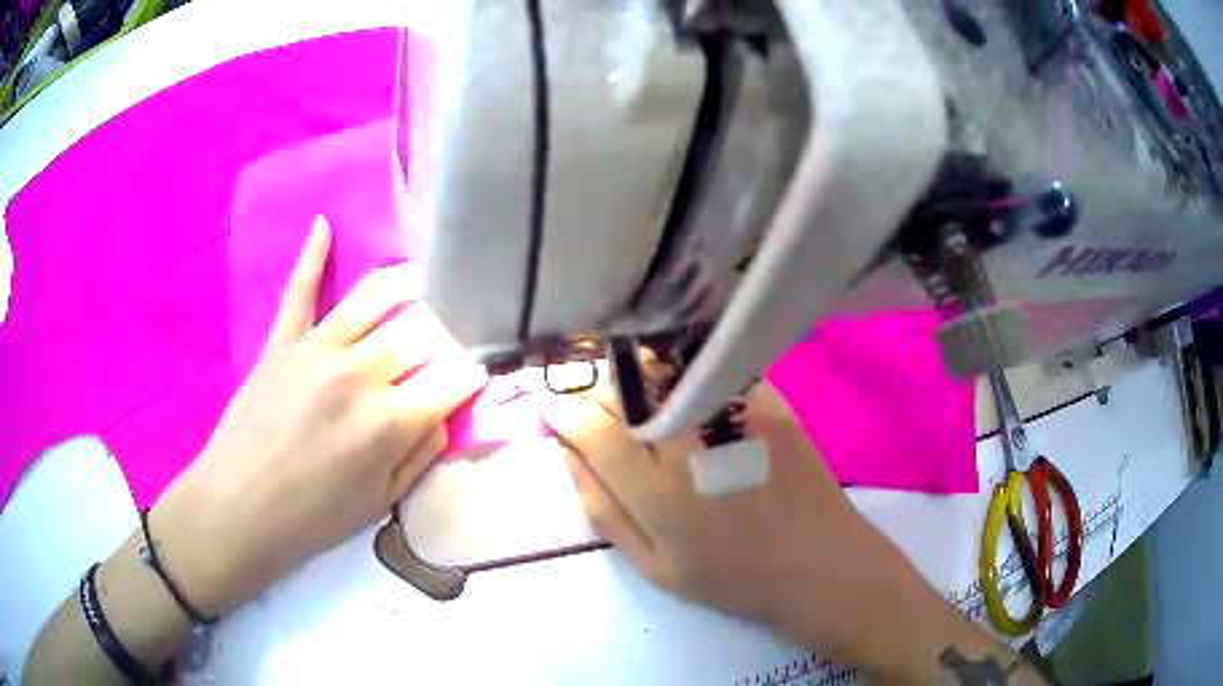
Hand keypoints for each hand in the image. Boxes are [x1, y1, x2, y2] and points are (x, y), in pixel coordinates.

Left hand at [151, 216, 486, 613]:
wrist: (238, 509)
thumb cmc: (312, 518)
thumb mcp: (380, 504)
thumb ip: (420, 454)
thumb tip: (442, 413)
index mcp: (388, 422)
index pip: (452, 381)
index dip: (474, 374)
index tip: (480, 373)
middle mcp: (359, 373)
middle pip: (419, 334)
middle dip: (444, 333)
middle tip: (449, 335)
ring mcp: (317, 350)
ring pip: (373, 296)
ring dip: (406, 282)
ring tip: (423, 278)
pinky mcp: (282, 341)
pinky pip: (300, 290)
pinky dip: (312, 255)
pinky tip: (323, 224)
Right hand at [538, 380, 942, 669]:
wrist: (821, 564)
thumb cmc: (735, 578)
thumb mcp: (654, 566)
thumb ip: (603, 510)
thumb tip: (568, 456)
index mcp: (656, 489)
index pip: (591, 426)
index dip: (562, 408)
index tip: (550, 403)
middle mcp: (690, 439)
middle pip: (622, 386)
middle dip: (594, 388)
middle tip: (591, 402)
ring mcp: (733, 411)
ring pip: (661, 368)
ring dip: (634, 374)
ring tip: (633, 394)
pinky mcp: (767, 399)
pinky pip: (707, 370)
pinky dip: (681, 372)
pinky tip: (682, 389)